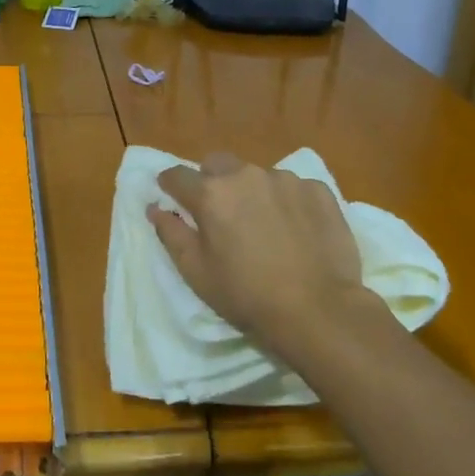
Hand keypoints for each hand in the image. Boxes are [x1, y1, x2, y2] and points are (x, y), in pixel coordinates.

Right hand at [149, 153, 371, 362]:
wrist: (319, 310)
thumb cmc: (247, 295)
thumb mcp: (196, 272)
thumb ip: (171, 233)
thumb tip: (155, 207)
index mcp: (211, 193)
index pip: (177, 176)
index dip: (170, 186)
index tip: (172, 197)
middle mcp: (246, 175)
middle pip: (217, 164)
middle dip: (212, 181)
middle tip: (220, 214)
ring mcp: (285, 179)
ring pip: (257, 175)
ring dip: (252, 192)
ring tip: (265, 226)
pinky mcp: (318, 190)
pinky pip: (293, 187)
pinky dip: (287, 201)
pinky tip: (296, 230)